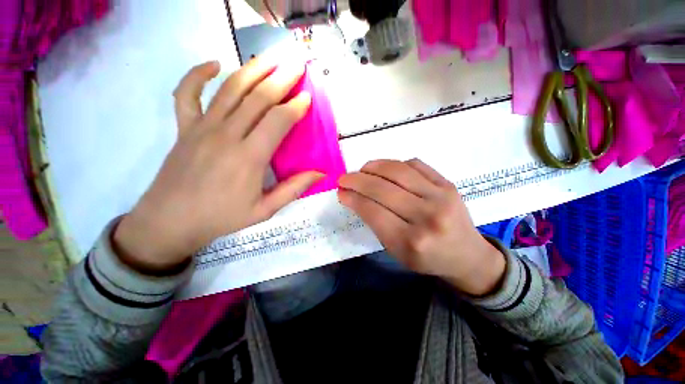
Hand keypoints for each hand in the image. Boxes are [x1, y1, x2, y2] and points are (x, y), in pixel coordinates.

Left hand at [113, 56, 321, 272]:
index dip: (295, 106)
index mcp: (249, 157)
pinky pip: (187, 93)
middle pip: (258, 98)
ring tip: (269, 57)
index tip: (307, 96)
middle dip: (280, 78)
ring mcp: (202, 128)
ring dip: (252, 69)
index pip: (278, 121)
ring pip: (230, 89)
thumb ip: (294, 189)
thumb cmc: (222, 218)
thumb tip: (320, 174)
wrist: (170, 222)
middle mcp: (227, 135)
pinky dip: (197, 74)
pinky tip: (214, 64)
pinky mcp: (184, 128)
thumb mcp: (265, 210)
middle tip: (296, 64)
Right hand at [338, 159, 505, 295]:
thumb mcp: (396, 251)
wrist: (466, 254)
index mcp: (410, 241)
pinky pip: (415, 164)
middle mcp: (426, 217)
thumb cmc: (427, 258)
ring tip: (362, 169)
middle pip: (382, 189)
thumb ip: (375, 223)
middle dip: (357, 180)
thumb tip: (355, 197)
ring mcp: (440, 196)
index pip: (373, 211)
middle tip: (344, 178)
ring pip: (398, 171)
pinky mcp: (448, 184)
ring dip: (374, 167)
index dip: (353, 198)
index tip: (341, 192)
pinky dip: (395, 164)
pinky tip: (386, 169)